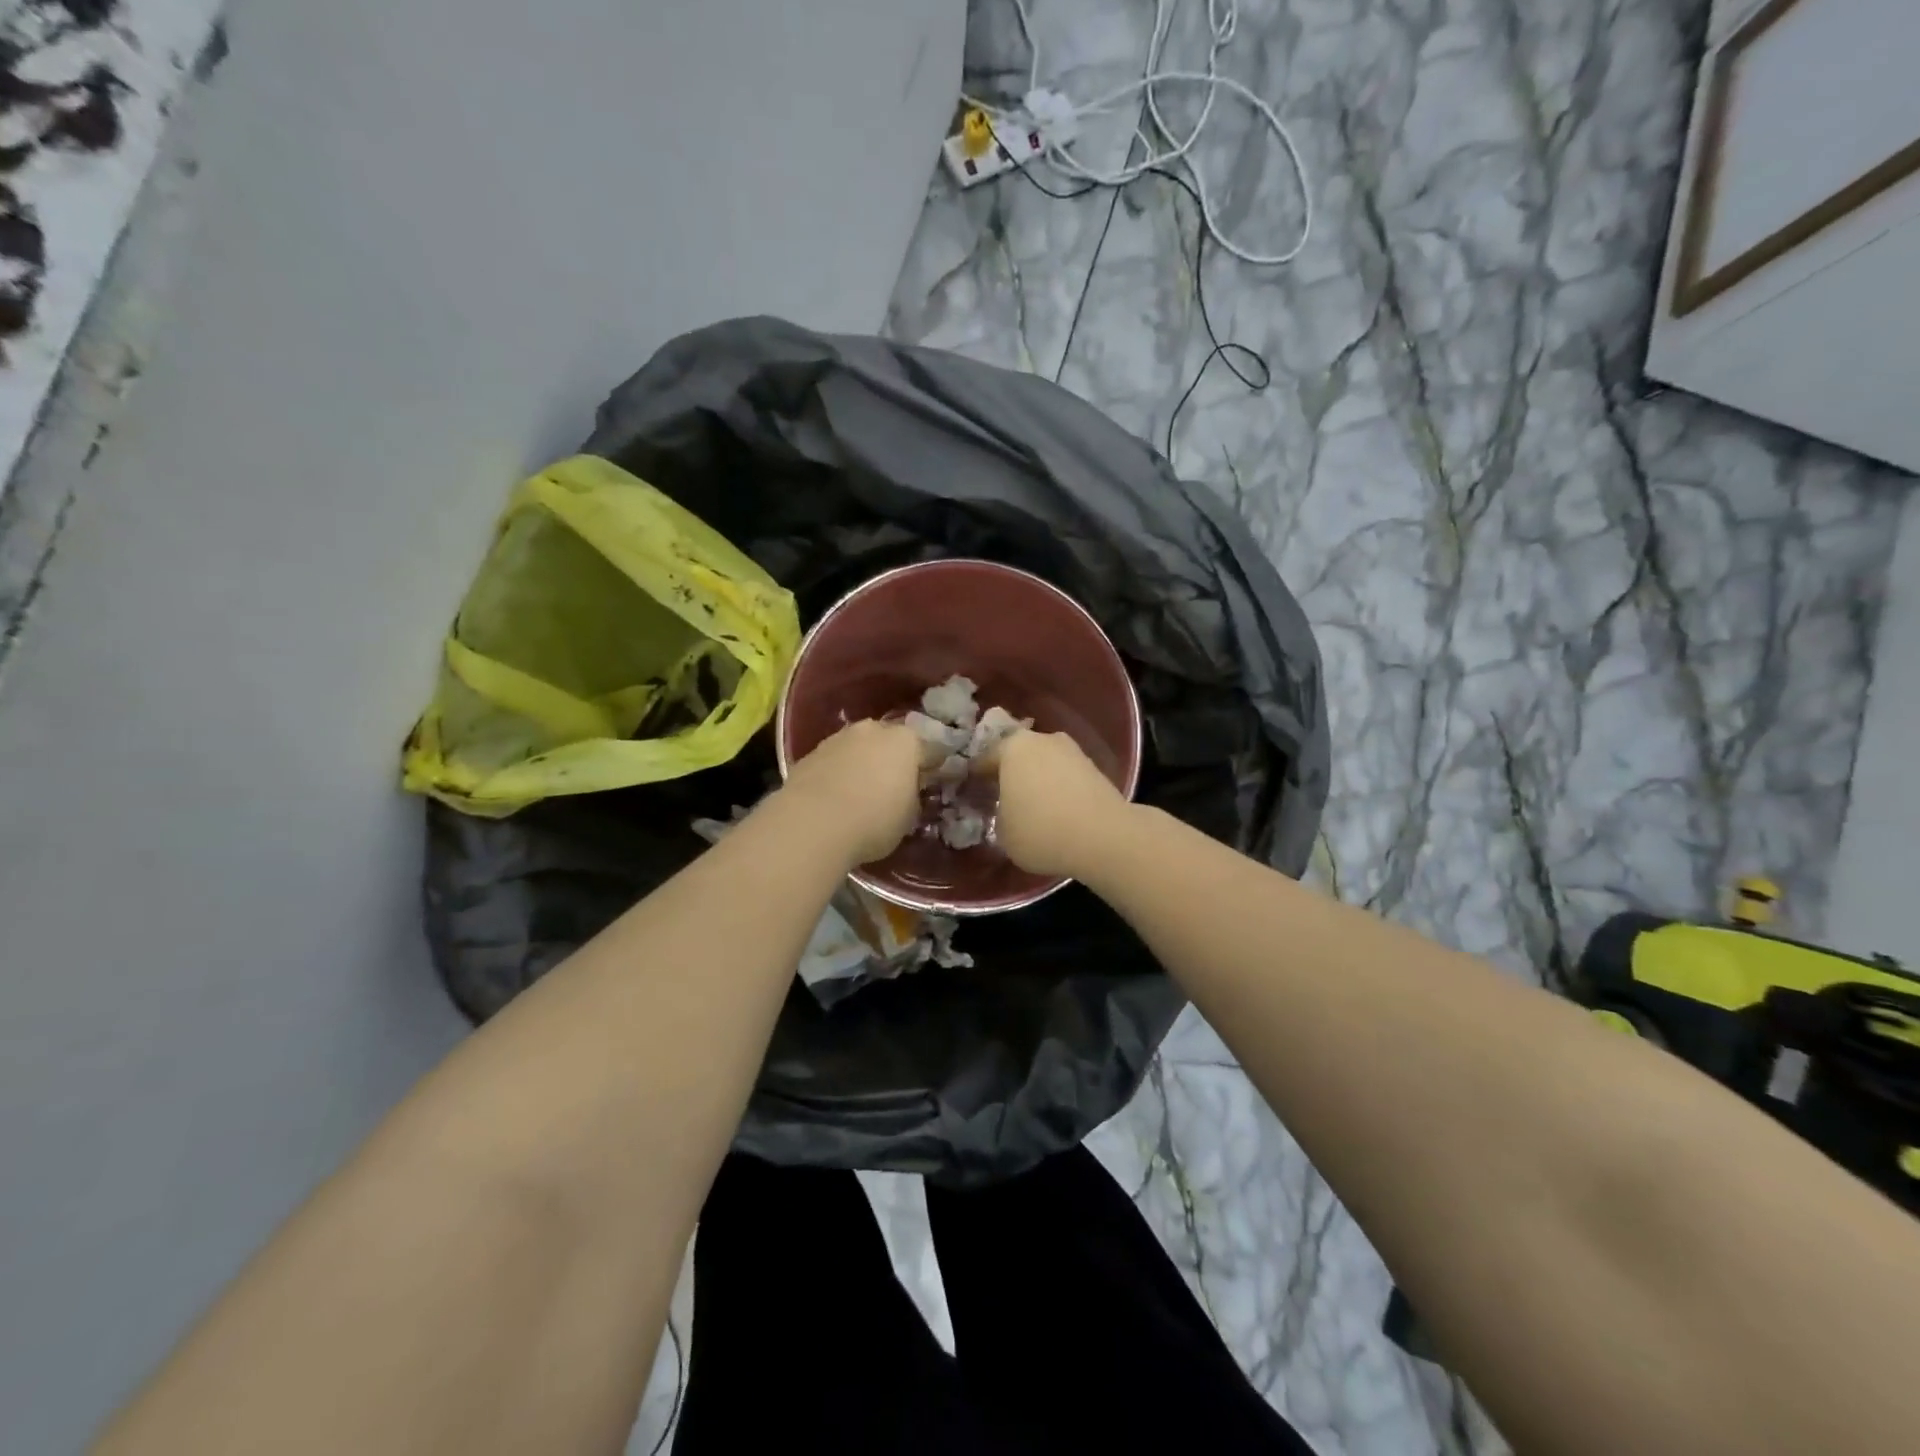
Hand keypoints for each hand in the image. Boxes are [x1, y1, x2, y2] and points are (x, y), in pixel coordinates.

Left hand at [781, 719, 923, 866]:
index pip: (932, 750)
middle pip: (892, 741)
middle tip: (896, 784)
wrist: (813, 822)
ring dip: (864, 762)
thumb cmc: (874, 820)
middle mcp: (874, 730)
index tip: (934, 781)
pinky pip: (836, 760)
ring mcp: (840, 737)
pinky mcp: (811, 752)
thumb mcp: (909, 816)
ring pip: (860, 747)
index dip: (935, 767)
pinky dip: (840, 772)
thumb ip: (913, 796)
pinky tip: (837, 794)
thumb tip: (907, 791)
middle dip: (895, 758)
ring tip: (862, 790)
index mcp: (907, 741)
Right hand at [989, 729, 1129, 879]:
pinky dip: (1059, 789)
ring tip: (1033, 807)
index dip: (976, 779)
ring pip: (1044, 764)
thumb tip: (1005, 811)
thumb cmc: (1041, 830)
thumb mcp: (1003, 833)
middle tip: (1002, 799)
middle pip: (1018, 756)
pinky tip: (1057, 811)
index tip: (972, 795)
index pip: (984, 760)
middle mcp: (1041, 739)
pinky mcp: (1095, 767)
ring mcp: (1072, 750)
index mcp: (1011, 748)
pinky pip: (1065, 776)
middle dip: (1010, 775)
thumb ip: (998, 815)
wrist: (1104, 836)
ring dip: (1037, 780)